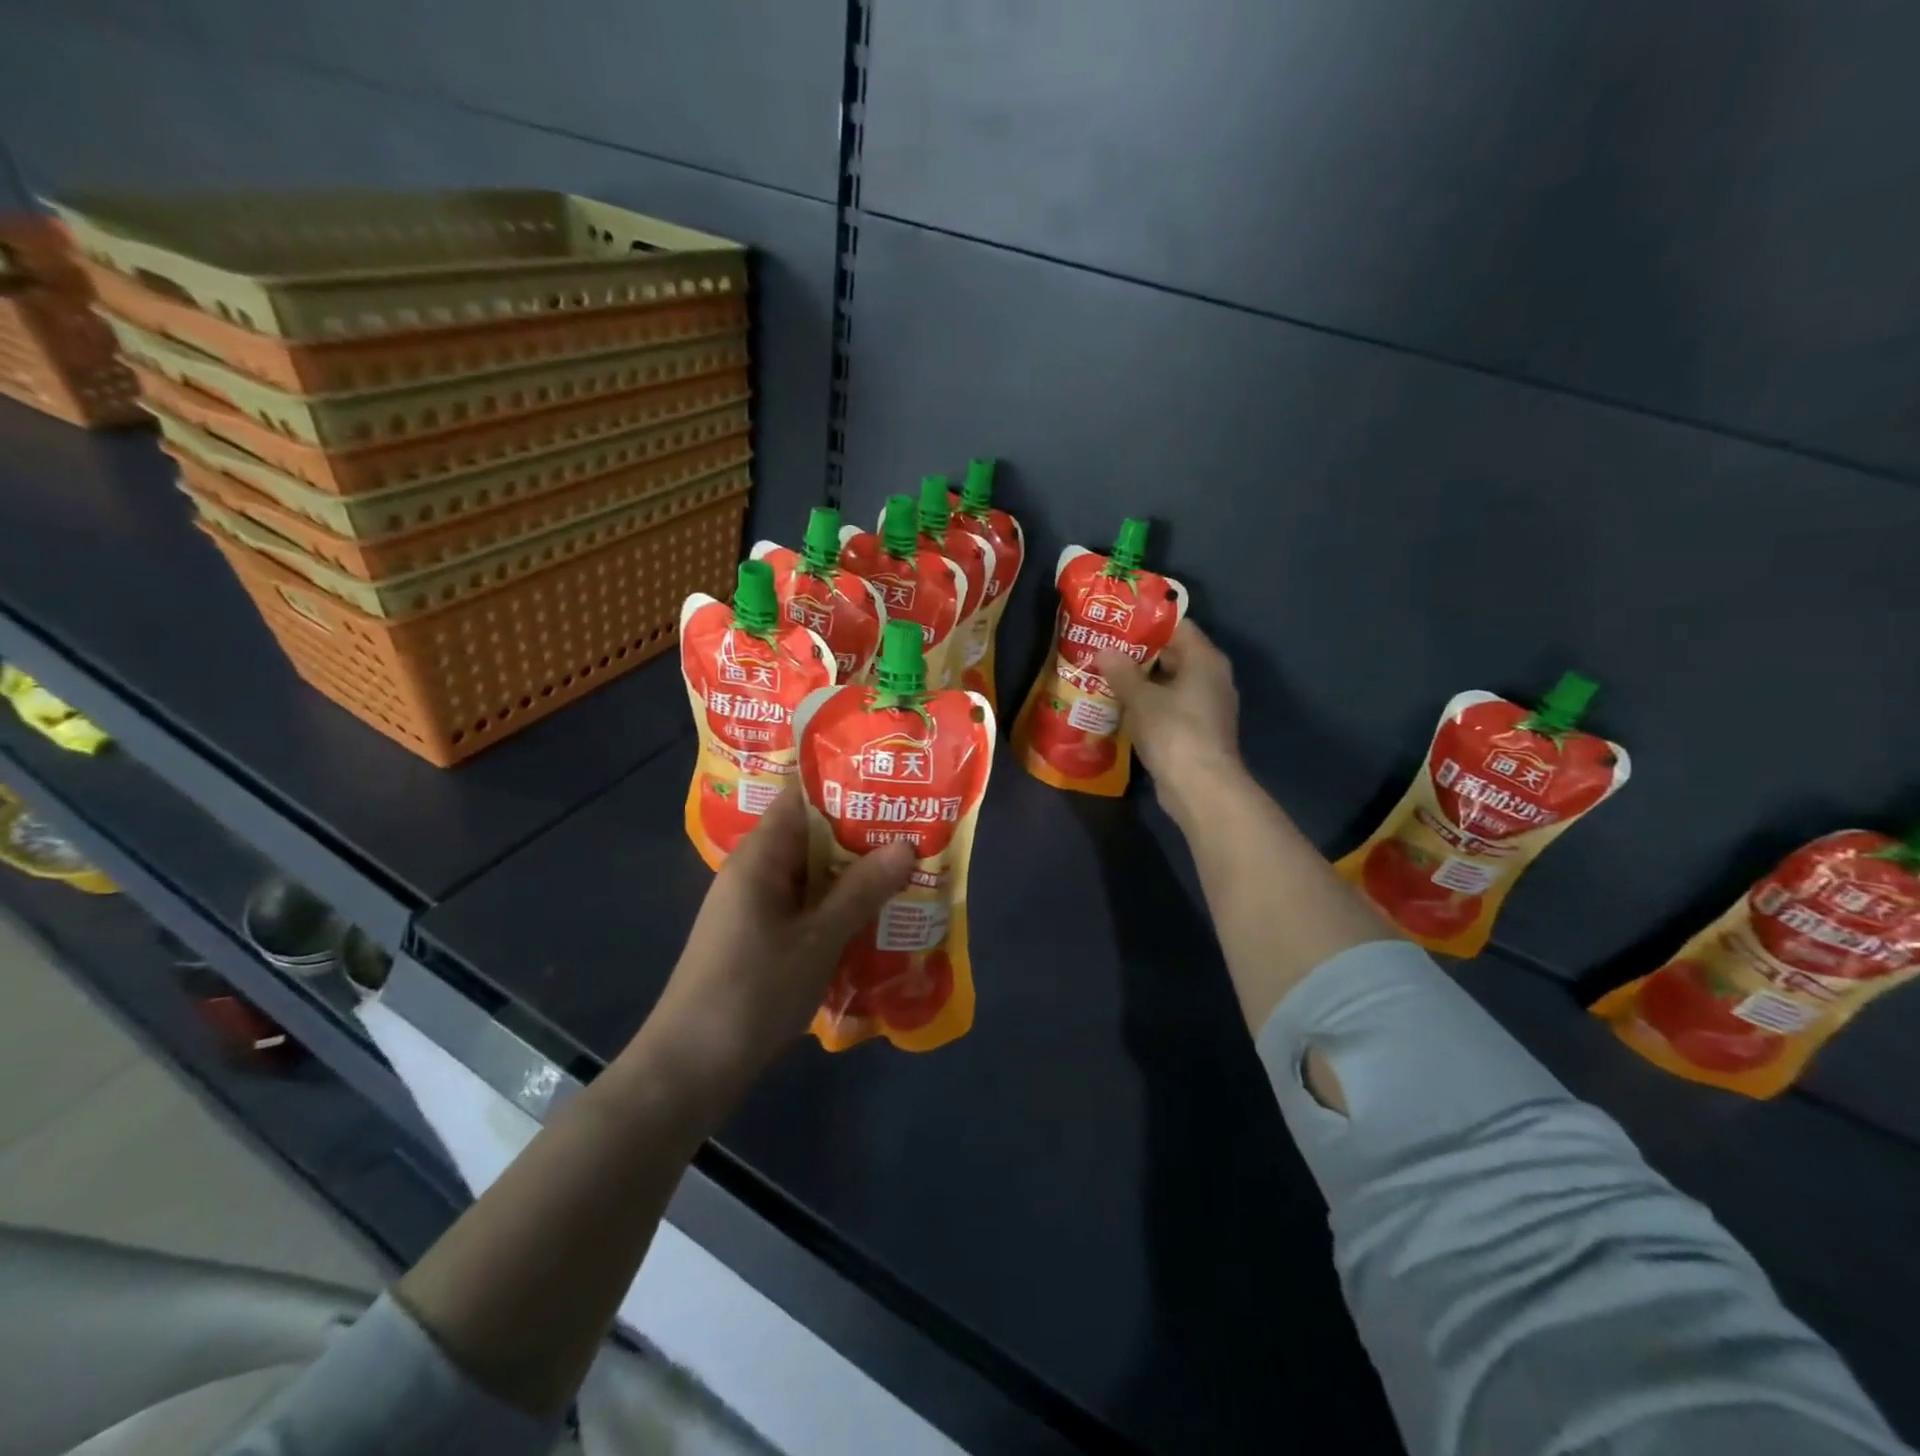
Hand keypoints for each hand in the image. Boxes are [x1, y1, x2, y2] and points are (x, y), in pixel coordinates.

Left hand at [639, 788, 913, 1094]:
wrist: (691, 1068)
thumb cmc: (754, 991)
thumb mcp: (818, 938)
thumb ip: (861, 890)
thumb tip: (905, 845)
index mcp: (760, 857)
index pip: (801, 800)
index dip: (846, 788)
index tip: (894, 786)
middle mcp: (755, 873)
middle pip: (812, 837)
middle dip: (862, 835)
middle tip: (917, 830)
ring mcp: (756, 908)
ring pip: (813, 876)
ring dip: (854, 875)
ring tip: (909, 870)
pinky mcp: (760, 939)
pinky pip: (806, 908)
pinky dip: (839, 907)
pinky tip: (876, 917)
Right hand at [1096, 620, 1243, 822]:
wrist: (1200, 788)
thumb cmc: (1174, 732)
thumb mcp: (1141, 698)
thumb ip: (1122, 671)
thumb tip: (1104, 651)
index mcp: (1205, 660)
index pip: (1177, 626)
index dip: (1146, 623)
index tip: (1116, 623)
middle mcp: (1212, 677)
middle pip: (1174, 654)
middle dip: (1138, 653)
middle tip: (1104, 649)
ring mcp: (1207, 706)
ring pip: (1170, 682)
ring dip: (1141, 681)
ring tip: (1105, 676)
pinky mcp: (1198, 730)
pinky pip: (1171, 706)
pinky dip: (1149, 704)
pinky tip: (1121, 707)